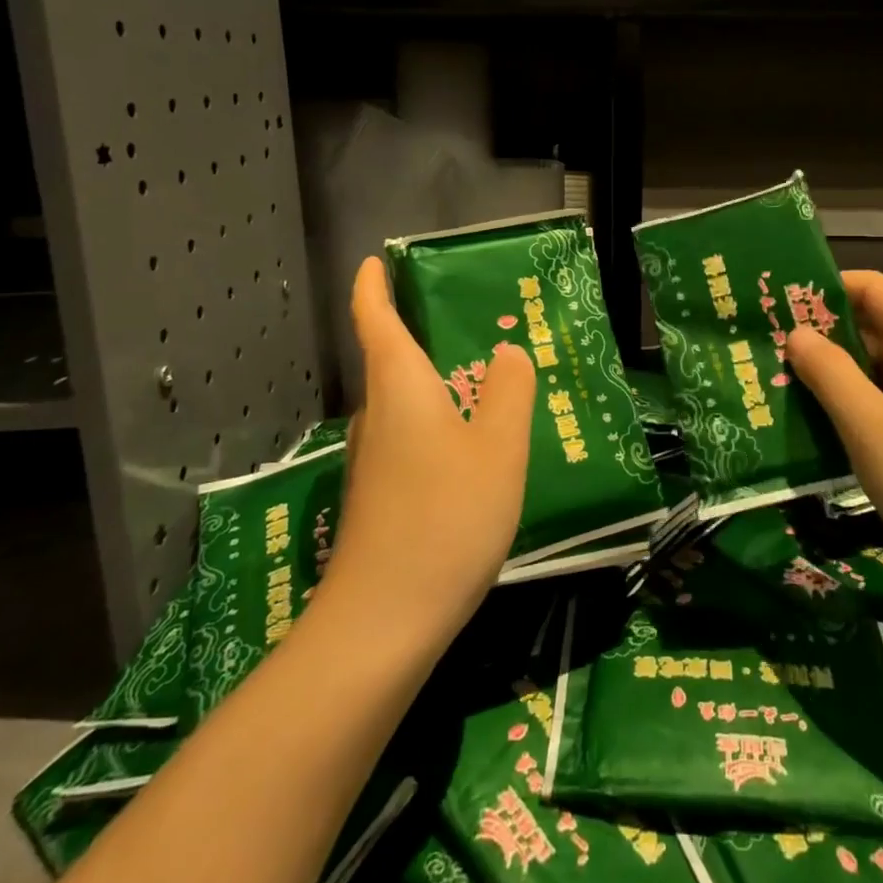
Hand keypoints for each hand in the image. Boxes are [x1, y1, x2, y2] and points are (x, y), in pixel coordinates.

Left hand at [313, 257, 535, 651]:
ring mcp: (374, 460)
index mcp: (400, 386)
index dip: (374, 285)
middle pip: (393, 359)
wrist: (383, 621)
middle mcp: (378, 415)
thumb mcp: (498, 446)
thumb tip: (507, 355)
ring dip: (438, 384)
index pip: (376, 318)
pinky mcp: (380, 496)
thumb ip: (509, 391)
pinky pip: (412, 438)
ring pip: (406, 403)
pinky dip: (439, 425)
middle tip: (476, 324)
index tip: (378, 261)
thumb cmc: (446, 515)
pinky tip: (474, 449)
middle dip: (424, 335)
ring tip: (488, 383)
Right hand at [786, 271, 882, 604]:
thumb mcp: (870, 426)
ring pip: (875, 365)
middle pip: (872, 324)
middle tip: (763, 344)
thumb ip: (829, 372)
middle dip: (820, 333)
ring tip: (774, 378)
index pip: (872, 287)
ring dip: (830, 371)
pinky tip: (809, 417)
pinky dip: (849, 401)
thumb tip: (795, 332)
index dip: (823, 288)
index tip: (774, 301)